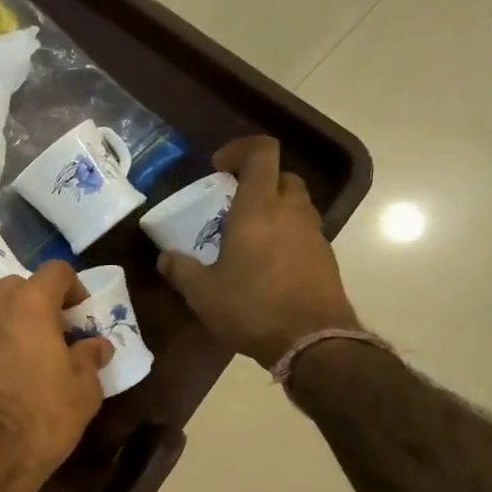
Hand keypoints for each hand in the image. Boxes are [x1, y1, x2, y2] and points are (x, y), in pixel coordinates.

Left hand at [0, 261, 113, 491]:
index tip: (80, 316)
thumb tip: (95, 346)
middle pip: (16, 288)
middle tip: (49, 336)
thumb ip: (90, 358)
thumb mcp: (84, 392)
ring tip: (16, 359)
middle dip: (35, 304)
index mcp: (27, 305)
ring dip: (3, 326)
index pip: (56, 271)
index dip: (73, 288)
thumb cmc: (41, 420)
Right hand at [158, 135, 360, 368]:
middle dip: (257, 180)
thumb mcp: (202, 293)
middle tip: (232, 203)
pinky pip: (303, 230)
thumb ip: (180, 270)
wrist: (312, 342)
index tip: (219, 168)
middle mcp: (290, 211)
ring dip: (273, 207)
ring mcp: (313, 233)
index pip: (261, 152)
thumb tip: (165, 257)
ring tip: (247, 235)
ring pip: (295, 202)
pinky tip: (266, 262)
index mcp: (258, 209)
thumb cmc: (252, 308)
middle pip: (281, 175)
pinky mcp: (326, 256)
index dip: (240, 149)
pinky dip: (285, 233)